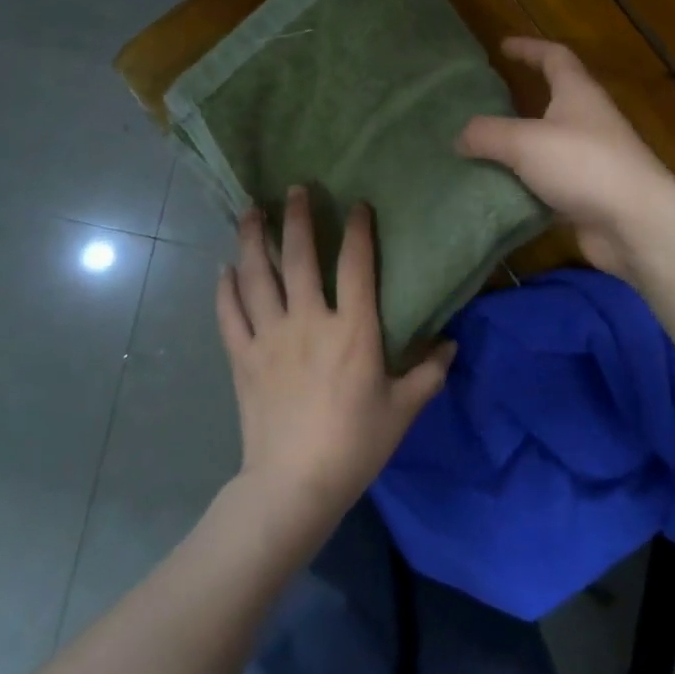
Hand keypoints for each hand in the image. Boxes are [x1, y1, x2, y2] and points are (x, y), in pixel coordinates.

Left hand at [216, 188, 452, 530]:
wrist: (294, 484)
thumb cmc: (355, 444)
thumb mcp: (403, 409)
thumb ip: (429, 372)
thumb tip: (450, 344)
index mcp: (352, 330)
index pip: (356, 265)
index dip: (358, 231)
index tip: (357, 205)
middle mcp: (308, 321)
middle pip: (298, 257)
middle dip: (296, 218)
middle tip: (294, 189)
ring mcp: (269, 337)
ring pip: (257, 277)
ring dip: (252, 240)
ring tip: (250, 211)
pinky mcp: (242, 357)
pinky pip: (229, 315)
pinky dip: (225, 289)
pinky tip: (223, 269)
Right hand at [457, 37, 674, 279]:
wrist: (635, 223)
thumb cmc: (583, 165)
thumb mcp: (524, 142)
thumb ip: (488, 135)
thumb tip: (460, 136)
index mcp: (577, 94)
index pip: (555, 57)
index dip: (529, 48)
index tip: (503, 47)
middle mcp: (588, 121)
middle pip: (552, 102)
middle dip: (519, 103)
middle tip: (482, 107)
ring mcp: (591, 160)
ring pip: (548, 147)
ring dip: (519, 150)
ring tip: (481, 154)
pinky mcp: (588, 195)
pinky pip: (549, 185)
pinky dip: (526, 186)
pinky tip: (499, 195)